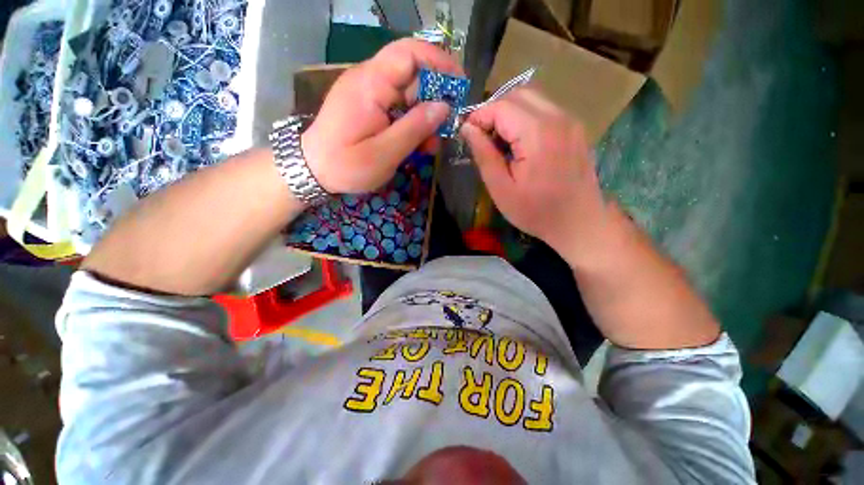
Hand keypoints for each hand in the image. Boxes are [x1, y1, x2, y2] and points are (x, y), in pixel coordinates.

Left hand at [301, 39, 462, 193]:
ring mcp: (368, 93)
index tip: (460, 85)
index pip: (409, 53)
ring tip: (431, 145)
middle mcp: (369, 79)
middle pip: (412, 75)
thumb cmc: (346, 166)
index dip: (439, 62)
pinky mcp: (368, 106)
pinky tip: (417, 144)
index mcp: (370, 84)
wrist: (311, 170)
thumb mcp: (384, 153)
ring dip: (424, 117)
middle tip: (446, 128)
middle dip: (435, 99)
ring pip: (407, 94)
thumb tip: (444, 107)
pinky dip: (412, 123)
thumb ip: (414, 129)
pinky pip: (397, 107)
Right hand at [461, 88, 610, 265]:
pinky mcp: (576, 129)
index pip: (501, 106)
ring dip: (510, 113)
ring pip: (533, 99)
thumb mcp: (501, 189)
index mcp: (537, 133)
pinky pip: (545, 110)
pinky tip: (520, 143)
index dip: (479, 116)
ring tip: (500, 142)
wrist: (580, 223)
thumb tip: (467, 128)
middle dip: (494, 111)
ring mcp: (571, 121)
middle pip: (518, 94)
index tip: (467, 134)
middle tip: (483, 138)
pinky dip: (526, 118)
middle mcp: (558, 117)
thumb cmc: (536, 212)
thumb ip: (484, 155)